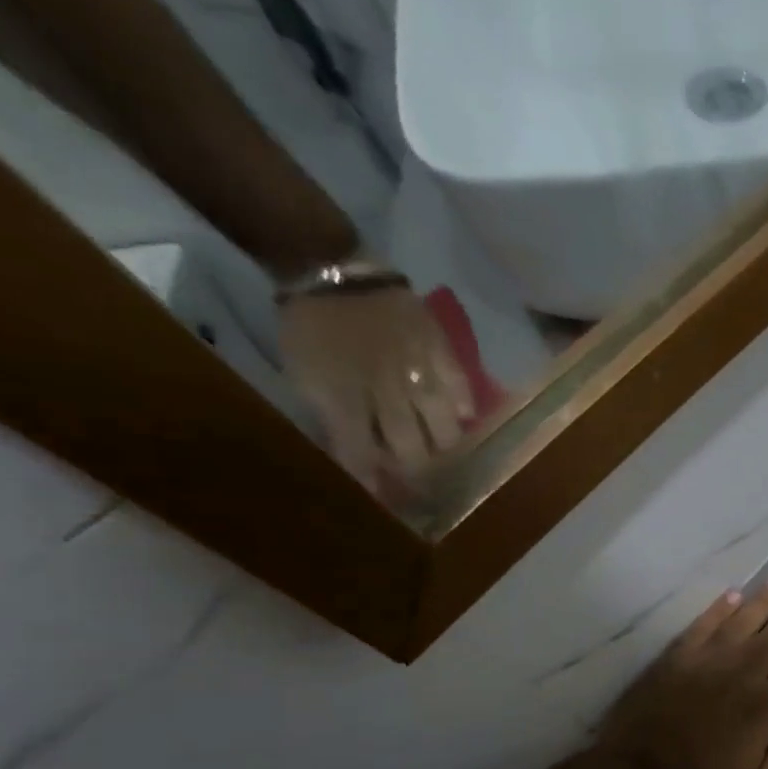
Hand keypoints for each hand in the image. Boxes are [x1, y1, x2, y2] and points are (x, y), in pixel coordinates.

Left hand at [278, 276, 474, 494]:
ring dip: (443, 445)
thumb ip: (330, 417)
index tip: (385, 500)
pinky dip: (465, 407)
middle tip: (423, 481)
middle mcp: (386, 392)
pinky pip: (461, 388)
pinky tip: (464, 418)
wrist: (331, 268)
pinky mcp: (440, 352)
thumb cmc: (311, 327)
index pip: (363, 455)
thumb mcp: (303, 375)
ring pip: (442, 426)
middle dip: (416, 470)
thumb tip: (356, 457)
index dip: (374, 481)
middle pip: (411, 448)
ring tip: (446, 453)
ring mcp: (417, 372)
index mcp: (344, 399)